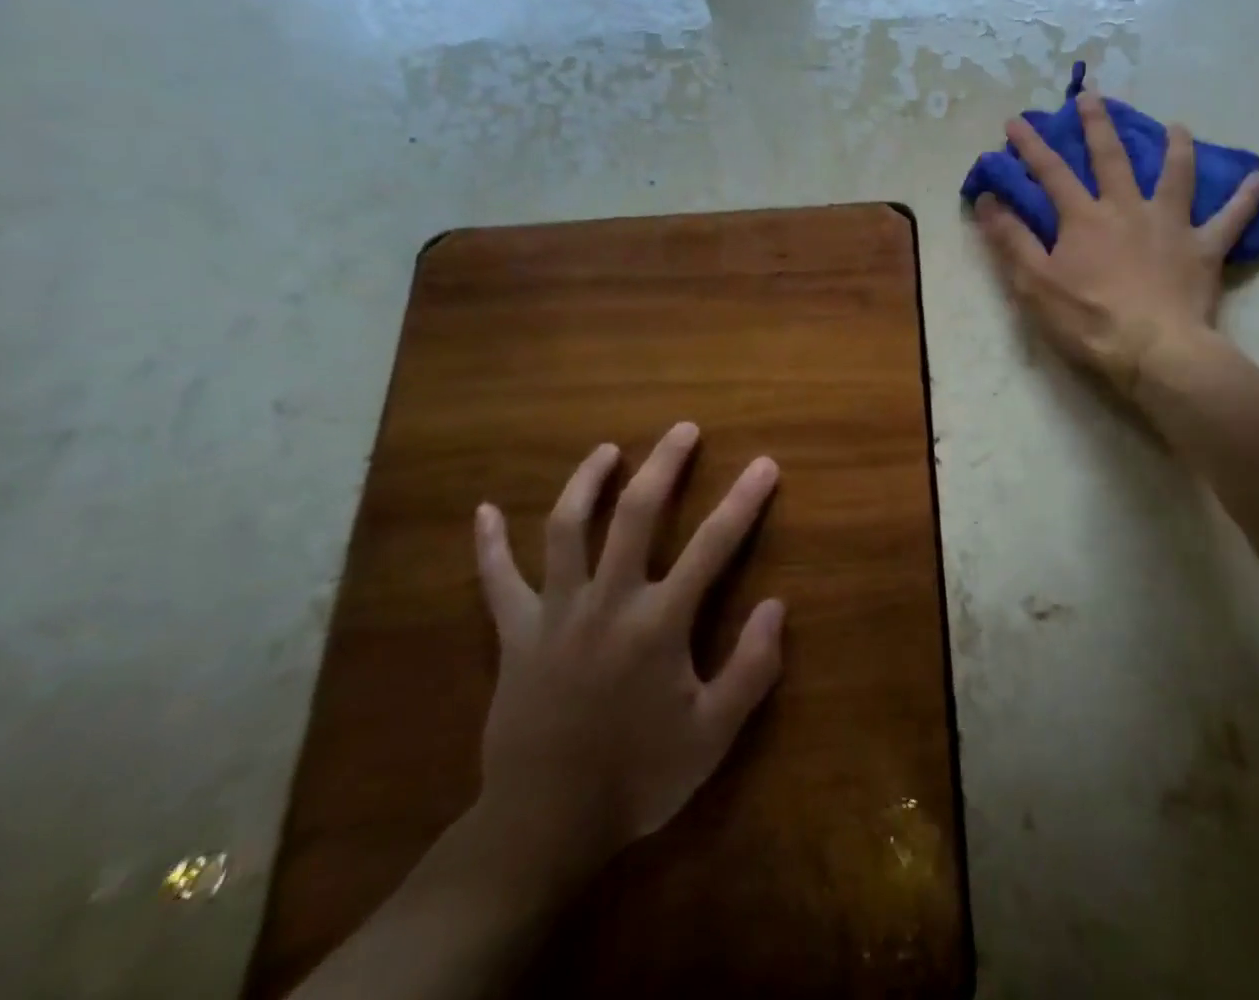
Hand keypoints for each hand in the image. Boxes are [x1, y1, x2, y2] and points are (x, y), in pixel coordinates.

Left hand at [469, 422, 785, 896]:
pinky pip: (496, 582)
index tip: (765, 464)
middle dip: (663, 465)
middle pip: (635, 514)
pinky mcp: (515, 635)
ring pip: (566, 529)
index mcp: (658, 623)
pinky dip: (488, 545)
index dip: (744, 500)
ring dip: (587, 482)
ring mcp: (555, 614)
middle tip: (682, 430)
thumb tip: (776, 605)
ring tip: (606, 451)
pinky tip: (483, 511)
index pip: (713, 545)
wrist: (544, 828)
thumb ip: (751, 669)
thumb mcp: (712, 736)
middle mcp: (608, 602)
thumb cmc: (637, 777)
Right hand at [974, 92, 1258, 392]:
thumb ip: (1011, 238)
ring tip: (1177, 126)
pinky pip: (1231, 220)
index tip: (1016, 121)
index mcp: (1084, 217)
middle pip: (1111, 158)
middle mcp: (1127, 209)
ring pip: (1175, 175)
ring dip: (1175, 148)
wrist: (1154, 350)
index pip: (1051, 172)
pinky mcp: (1203, 249)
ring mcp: (1170, 225)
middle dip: (1097, 124)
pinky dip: (1246, 199)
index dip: (1031, 145)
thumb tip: (987, 198)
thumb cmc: (1088, 319)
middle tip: (1091, 95)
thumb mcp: (1035, 283)